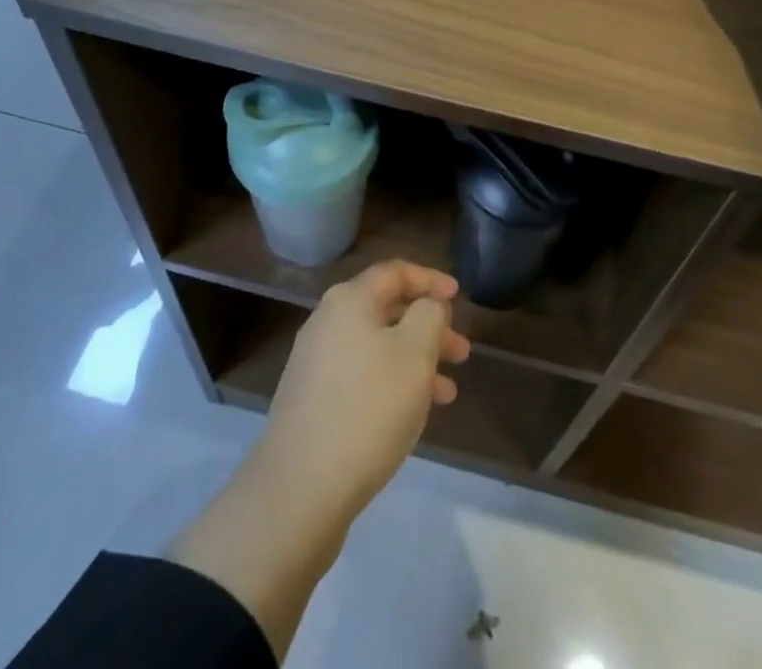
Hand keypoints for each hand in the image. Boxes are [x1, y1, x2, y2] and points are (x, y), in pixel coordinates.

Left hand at [256, 260, 470, 518]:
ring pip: (377, 348)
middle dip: (428, 328)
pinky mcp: (311, 402)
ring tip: (448, 392)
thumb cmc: (368, 408)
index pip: (395, 272)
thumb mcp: (415, 352)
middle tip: (461, 352)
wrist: (300, 490)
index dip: (430, 279)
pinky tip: (411, 415)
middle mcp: (327, 322)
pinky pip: (361, 377)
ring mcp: (315, 364)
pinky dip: (391, 384)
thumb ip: (430, 315)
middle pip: (386, 310)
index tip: (459, 296)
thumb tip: (427, 306)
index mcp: (349, 300)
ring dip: (415, 361)